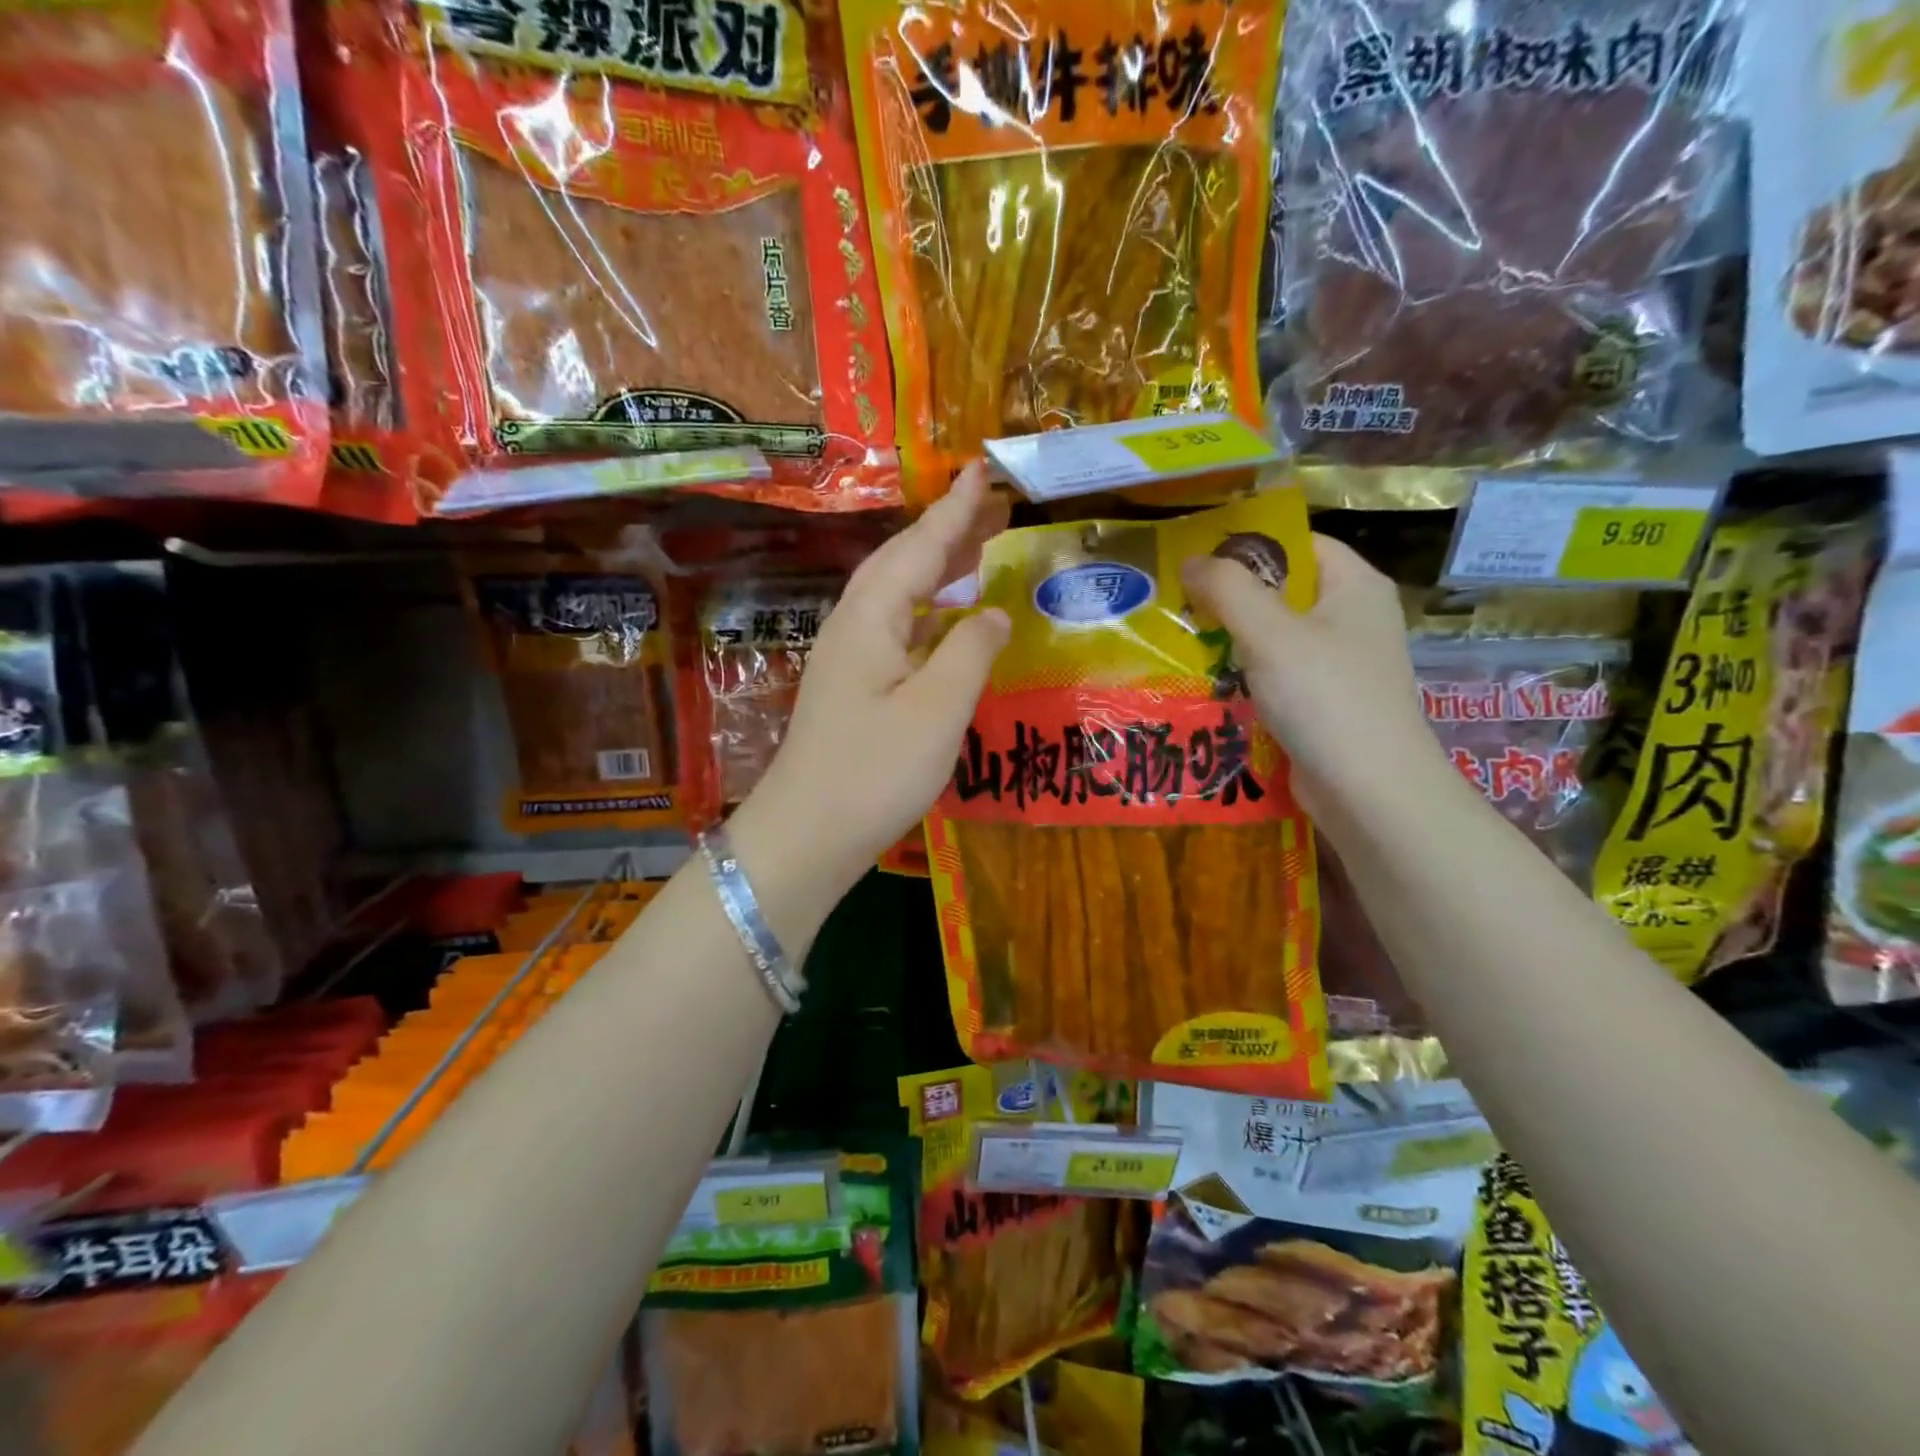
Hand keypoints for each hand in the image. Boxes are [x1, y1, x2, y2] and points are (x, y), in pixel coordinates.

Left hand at [734, 463, 1010, 895]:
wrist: (807, 834)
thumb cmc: (874, 771)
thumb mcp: (937, 710)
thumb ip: (970, 653)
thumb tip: (992, 613)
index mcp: (871, 619)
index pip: (919, 548)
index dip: (954, 510)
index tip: (982, 469)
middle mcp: (853, 626)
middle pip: (902, 563)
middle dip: (946, 531)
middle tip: (991, 507)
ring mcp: (848, 658)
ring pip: (897, 595)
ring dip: (936, 568)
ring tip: (978, 551)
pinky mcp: (852, 687)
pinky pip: (896, 628)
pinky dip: (928, 611)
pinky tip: (948, 622)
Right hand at [1181, 534, 1444, 818]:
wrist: (1369, 790)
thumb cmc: (1325, 698)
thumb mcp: (1270, 633)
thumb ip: (1228, 589)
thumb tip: (1191, 560)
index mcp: (1354, 585)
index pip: (1296, 543)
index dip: (1246, 546)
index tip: (1194, 560)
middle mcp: (1352, 617)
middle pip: (1281, 590)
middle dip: (1229, 598)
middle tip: (1176, 605)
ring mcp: (1340, 663)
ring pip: (1274, 636)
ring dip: (1230, 640)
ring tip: (1181, 643)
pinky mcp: (1323, 702)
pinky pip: (1276, 675)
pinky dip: (1243, 676)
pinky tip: (1207, 684)